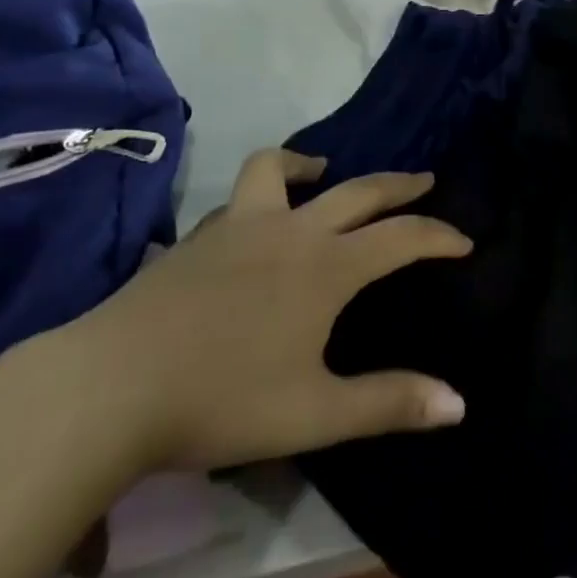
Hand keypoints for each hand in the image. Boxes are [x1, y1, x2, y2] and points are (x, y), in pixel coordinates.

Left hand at [65, 149, 471, 471]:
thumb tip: (458, 403)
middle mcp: (292, 231)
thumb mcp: (315, 413)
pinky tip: (252, 223)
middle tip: (423, 180)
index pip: (400, 238)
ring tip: (322, 170)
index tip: (464, 240)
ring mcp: (239, 225)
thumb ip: (388, 404)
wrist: (112, 385)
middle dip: (398, 185)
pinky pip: (238, 200)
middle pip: (358, 191)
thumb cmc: (222, 399)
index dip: (437, 235)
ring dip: (309, 164)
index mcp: (327, 267)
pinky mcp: (197, 237)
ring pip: (279, 170)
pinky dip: (258, 197)